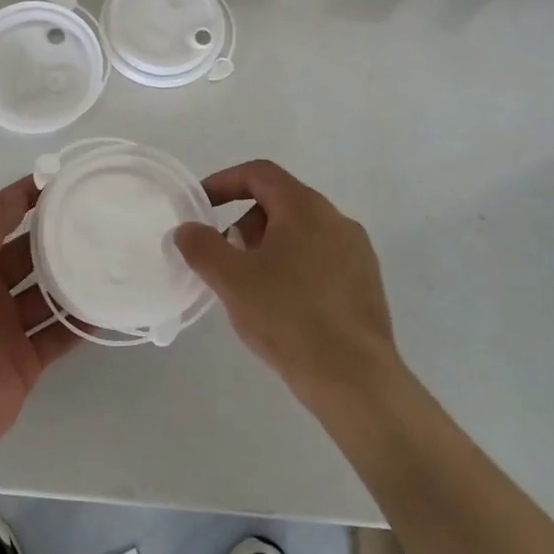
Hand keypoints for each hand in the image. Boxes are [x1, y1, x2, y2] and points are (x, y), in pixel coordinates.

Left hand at [0, 176, 80, 469]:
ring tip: (110, 261)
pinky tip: (107, 308)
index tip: (64, 182)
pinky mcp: (26, 362)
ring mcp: (7, 329)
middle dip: (57, 241)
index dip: (27, 201)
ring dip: (73, 282)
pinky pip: (58, 336)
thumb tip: (25, 187)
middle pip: (28, 258)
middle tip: (98, 222)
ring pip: (47, 297)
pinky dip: (80, 325)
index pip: (0, 221)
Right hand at [172, 160, 400, 406]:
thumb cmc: (288, 318)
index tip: (202, 206)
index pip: (260, 174)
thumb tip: (186, 229)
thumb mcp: (232, 281)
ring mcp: (357, 252)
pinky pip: (321, 259)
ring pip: (301, 232)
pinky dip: (294, 267)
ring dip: (269, 247)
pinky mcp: (367, 283)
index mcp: (305, 208)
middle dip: (246, 223)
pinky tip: (284, 307)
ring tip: (252, 288)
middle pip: (281, 202)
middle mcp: (336, 220)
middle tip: (226, 258)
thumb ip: (202, 247)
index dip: (225, 182)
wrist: (354, 379)